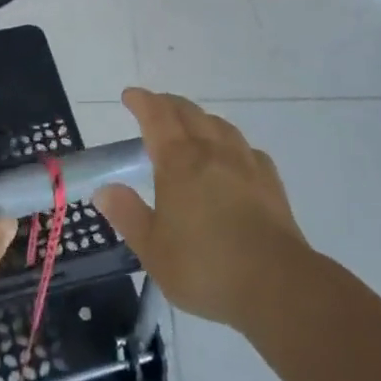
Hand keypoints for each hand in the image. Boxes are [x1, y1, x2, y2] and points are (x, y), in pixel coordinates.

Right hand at [93, 89, 310, 331]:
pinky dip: (231, 144)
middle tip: (155, 106)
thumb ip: (128, 215)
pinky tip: (233, 158)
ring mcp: (245, 163)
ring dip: (200, 118)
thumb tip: (104, 189)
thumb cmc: (205, 267)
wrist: (276, 284)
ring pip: (220, 125)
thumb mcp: (152, 249)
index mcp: (178, 162)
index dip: (142, 102)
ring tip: (191, 126)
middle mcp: (212, 152)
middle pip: (188, 113)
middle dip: (168, 104)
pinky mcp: (270, 182)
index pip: (156, 117)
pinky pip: (247, 149)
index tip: (130, 96)